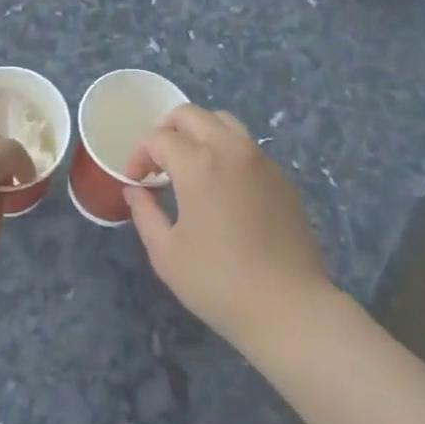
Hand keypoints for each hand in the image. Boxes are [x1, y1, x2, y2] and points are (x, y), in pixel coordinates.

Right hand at [124, 105, 330, 349]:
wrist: (290, 308)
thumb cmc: (219, 283)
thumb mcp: (166, 254)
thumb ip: (144, 213)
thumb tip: (135, 190)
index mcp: (198, 164)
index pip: (159, 138)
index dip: (139, 155)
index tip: (135, 181)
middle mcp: (230, 149)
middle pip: (191, 114)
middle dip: (167, 131)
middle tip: (158, 163)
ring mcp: (260, 160)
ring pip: (224, 122)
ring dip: (199, 133)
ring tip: (190, 165)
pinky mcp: (281, 178)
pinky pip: (247, 147)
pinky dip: (226, 151)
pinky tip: (223, 187)